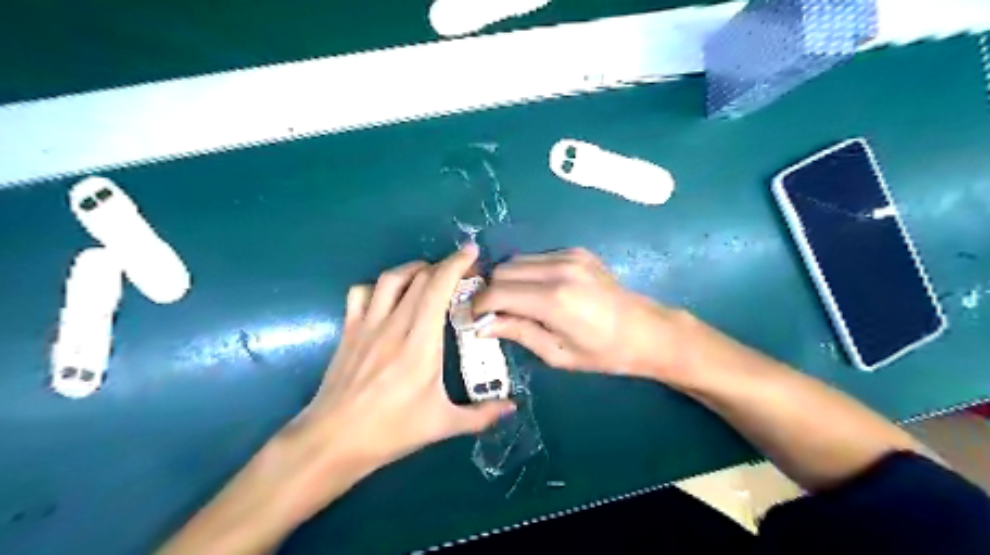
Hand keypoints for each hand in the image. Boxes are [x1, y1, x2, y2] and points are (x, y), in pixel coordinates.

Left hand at [157, 247, 513, 553]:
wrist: (332, 441)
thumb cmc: (391, 431)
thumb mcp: (442, 425)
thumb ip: (481, 415)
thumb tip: (512, 408)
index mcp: (420, 343)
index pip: (438, 289)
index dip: (456, 264)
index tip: (472, 252)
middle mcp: (394, 325)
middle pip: (419, 277)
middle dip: (444, 265)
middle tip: (461, 270)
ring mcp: (367, 325)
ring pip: (390, 278)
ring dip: (413, 269)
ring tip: (429, 275)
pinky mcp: (349, 331)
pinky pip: (362, 293)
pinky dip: (380, 286)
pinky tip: (390, 297)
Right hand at [472, 247, 689, 380]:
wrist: (646, 331)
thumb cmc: (603, 353)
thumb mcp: (557, 353)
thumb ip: (517, 332)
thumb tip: (481, 326)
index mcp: (554, 300)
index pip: (497, 291)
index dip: (479, 304)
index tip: (473, 317)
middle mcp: (559, 269)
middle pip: (503, 270)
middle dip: (492, 291)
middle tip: (495, 313)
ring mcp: (570, 256)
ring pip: (518, 260)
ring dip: (509, 281)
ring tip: (517, 304)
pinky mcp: (577, 251)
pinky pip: (537, 258)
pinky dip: (528, 273)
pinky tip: (539, 292)